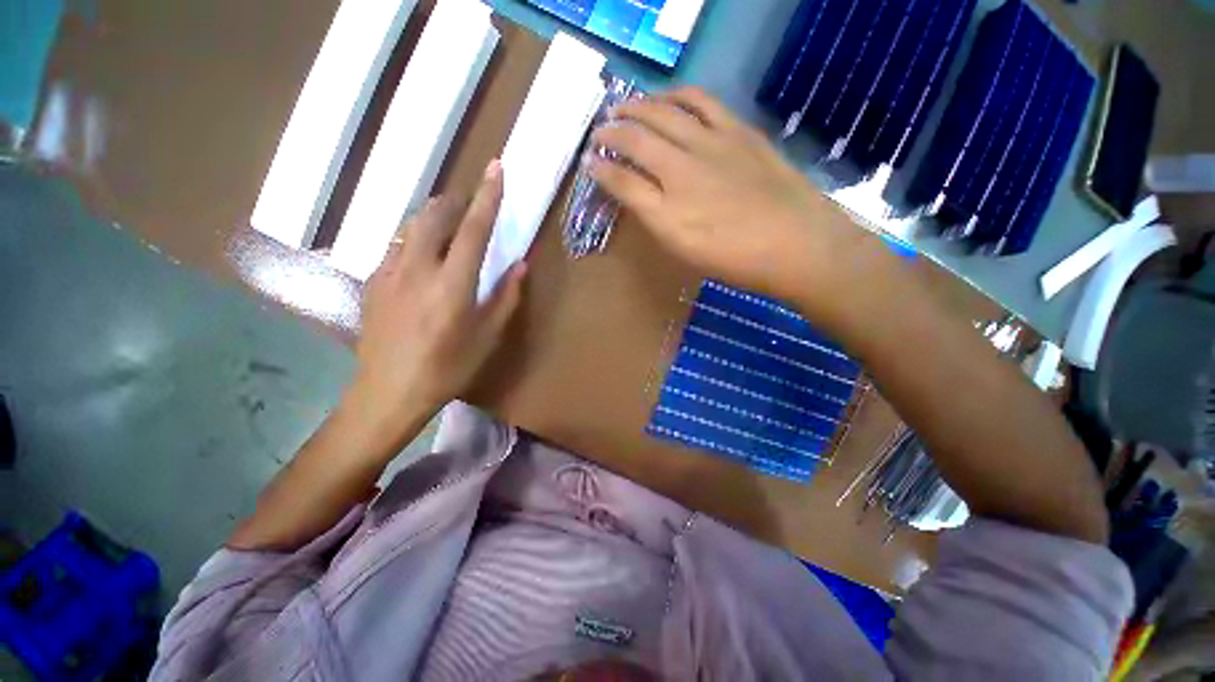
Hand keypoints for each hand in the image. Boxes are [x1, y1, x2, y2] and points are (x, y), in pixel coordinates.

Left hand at [351, 161, 525, 427]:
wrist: (387, 392)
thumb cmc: (447, 368)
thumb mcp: (487, 337)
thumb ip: (505, 297)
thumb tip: (520, 266)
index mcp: (452, 285)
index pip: (473, 229)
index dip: (487, 197)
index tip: (496, 169)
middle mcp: (417, 269)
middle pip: (434, 215)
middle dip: (455, 200)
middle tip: (471, 202)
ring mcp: (388, 272)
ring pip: (411, 227)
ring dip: (434, 218)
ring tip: (449, 226)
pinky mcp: (371, 281)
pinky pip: (397, 247)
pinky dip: (416, 241)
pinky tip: (423, 260)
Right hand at [588, 87, 881, 321]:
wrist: (796, 244)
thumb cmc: (736, 261)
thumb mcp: (686, 252)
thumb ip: (657, 221)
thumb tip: (639, 196)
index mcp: (666, 214)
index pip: (621, 182)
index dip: (600, 171)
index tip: (589, 164)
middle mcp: (680, 172)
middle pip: (635, 140)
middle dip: (610, 133)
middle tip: (599, 131)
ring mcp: (710, 146)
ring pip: (662, 113)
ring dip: (636, 107)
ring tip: (623, 107)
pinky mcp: (736, 131)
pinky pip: (700, 101)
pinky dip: (676, 95)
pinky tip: (667, 98)